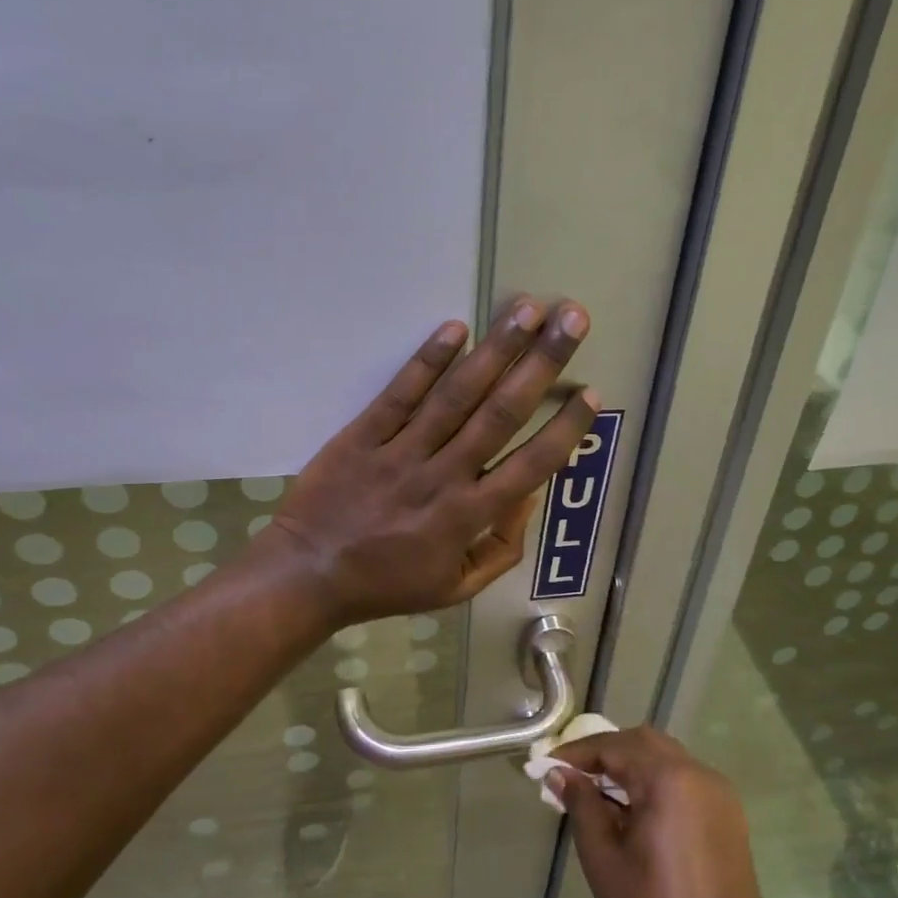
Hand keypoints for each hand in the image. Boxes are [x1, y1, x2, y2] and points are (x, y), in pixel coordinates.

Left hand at [255, 296, 595, 629]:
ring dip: (496, 349)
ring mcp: (401, 452)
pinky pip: (400, 394)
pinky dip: (427, 361)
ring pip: (456, 395)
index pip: (530, 465)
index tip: (589, 393)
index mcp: (468, 517)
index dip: (564, 428)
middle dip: (541, 364)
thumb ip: (501, 548)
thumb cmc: (388, 584)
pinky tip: (456, 328)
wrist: (307, 575)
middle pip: (501, 413)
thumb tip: (529, 496)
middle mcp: (442, 476)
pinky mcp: (363, 435)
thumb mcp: (456, 588)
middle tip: (571, 320)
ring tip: (528, 309)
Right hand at [551, 727, 786, 897]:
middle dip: (605, 752)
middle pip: (643, 742)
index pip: (614, 746)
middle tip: (572, 776)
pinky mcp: (729, 814)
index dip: (577, 753)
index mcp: (669, 780)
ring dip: (631, 764)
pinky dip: (655, 780)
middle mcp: (699, 773)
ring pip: (666, 757)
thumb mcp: (605, 862)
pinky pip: (685, 778)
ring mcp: (719, 793)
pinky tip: (635, 811)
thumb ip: (582, 807)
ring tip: (598, 793)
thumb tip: (560, 774)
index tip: (547, 766)